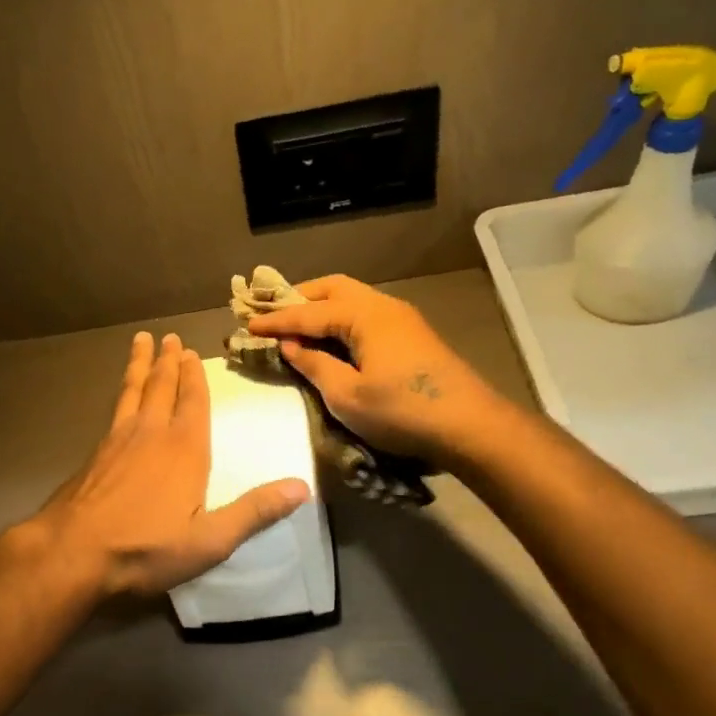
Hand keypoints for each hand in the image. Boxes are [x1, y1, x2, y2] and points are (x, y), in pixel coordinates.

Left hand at [26, 331, 309, 596]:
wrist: (73, 552)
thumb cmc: (146, 548)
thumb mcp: (210, 540)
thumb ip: (254, 512)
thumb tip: (302, 487)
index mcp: (185, 450)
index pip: (193, 403)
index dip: (195, 377)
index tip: (193, 352)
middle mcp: (151, 434)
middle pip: (161, 388)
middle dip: (168, 362)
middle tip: (169, 337)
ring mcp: (117, 441)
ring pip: (132, 392)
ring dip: (140, 367)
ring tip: (141, 343)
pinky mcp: (95, 455)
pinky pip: (114, 410)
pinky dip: (121, 394)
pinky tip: (119, 399)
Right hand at [247, 275, 502, 466]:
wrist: (469, 426)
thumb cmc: (402, 411)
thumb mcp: (347, 395)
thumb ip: (314, 365)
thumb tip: (291, 346)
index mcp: (363, 315)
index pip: (308, 312)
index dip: (276, 320)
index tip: (246, 324)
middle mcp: (383, 306)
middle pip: (333, 289)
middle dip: (300, 299)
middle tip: (273, 314)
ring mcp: (402, 319)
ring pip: (352, 300)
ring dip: (322, 308)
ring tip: (298, 326)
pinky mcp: (412, 336)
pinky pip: (366, 315)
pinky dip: (341, 321)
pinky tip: (332, 340)